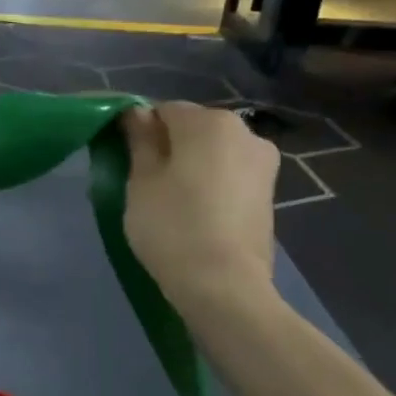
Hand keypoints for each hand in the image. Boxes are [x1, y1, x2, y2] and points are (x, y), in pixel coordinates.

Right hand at [120, 103, 279, 311]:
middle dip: (169, 145)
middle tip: (144, 181)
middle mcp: (245, 132)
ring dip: (191, 165)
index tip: (126, 158)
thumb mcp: (141, 180)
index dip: (140, 130)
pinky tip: (195, 211)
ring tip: (170, 199)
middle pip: (193, 128)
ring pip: (213, 152)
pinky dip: (211, 183)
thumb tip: (137, 113)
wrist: (224, 285)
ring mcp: (263, 163)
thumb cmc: (172, 225)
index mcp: (210, 122)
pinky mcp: (269, 192)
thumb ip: (140, 140)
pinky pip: (229, 174)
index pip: (164, 109)